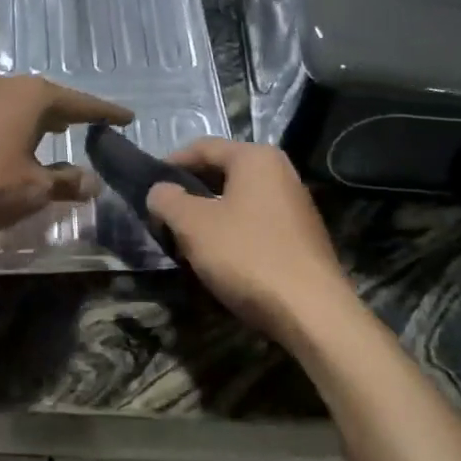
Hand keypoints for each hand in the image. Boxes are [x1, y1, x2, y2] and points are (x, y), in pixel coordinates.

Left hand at [0, 75, 132, 237]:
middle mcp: (8, 86)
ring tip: (61, 132)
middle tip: (95, 125)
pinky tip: (20, 141)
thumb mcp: (33, 188)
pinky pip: (2, 112)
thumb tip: (93, 182)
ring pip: (24, 103)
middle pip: (50, 98)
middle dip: (73, 113)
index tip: (128, 117)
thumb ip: (66, 183)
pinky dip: (20, 124)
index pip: (81, 103)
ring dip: (44, 118)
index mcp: (33, 96)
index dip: (106, 114)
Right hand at [147, 138, 351, 342]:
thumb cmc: (247, 256)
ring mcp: (295, 204)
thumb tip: (160, 191)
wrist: (312, 313)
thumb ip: (167, 200)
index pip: (203, 147)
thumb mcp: (193, 225)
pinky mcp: (301, 236)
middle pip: (222, 172)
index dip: (171, 164)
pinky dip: (232, 232)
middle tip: (163, 215)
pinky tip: (218, 257)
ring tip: (185, 239)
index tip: (148, 187)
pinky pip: (255, 222)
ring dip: (209, 215)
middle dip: (190, 192)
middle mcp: (280, 172)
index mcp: (255, 158)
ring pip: (238, 199)